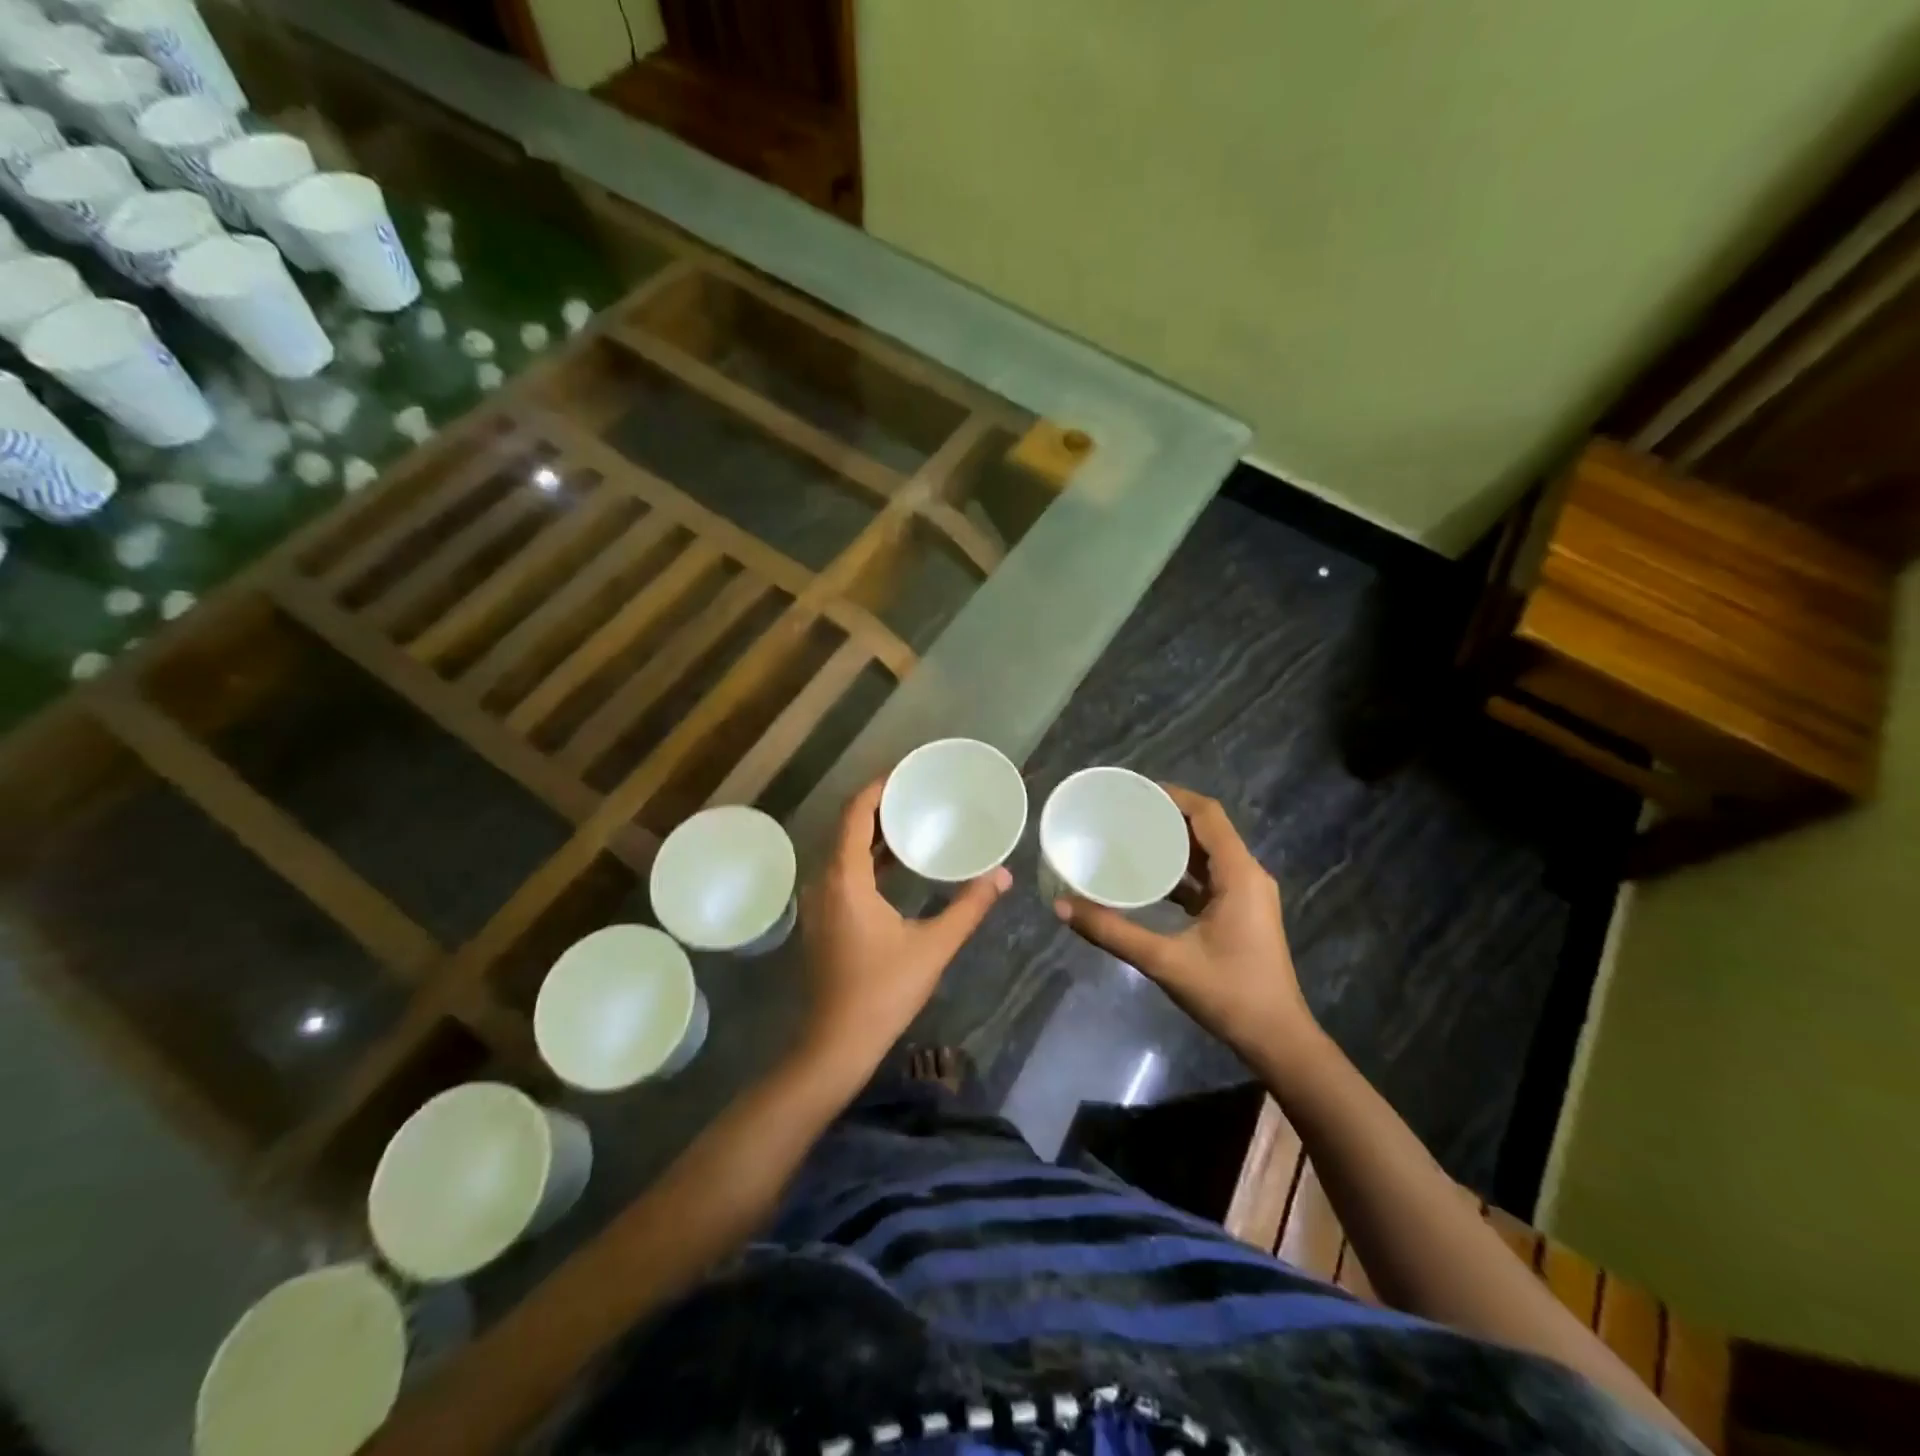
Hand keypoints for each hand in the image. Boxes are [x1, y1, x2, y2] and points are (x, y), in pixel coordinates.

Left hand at [798, 777, 1010, 1071]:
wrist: (836, 1044)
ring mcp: (820, 901)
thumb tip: (1002, 876)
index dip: (877, 788)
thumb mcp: (933, 946)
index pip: (855, 814)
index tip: (906, 773)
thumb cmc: (883, 992)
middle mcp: (825, 881)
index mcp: (845, 878)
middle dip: (879, 806)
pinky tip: (895, 862)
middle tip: (916, 792)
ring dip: (872, 832)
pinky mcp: (823, 918)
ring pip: (843, 850)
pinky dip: (866, 858)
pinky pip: (842, 871)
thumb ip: (969, 907)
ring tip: (910, 819)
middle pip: (847, 827)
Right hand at [1054, 785, 1315, 1061]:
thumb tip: (1062, 906)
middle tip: (1123, 813)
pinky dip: (1182, 870)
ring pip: (1209, 853)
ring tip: (1131, 837)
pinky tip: (1150, 878)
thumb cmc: (1228, 994)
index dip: (1173, 796)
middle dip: (1168, 817)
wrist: (1277, 1040)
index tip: (1134, 792)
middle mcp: (1248, 875)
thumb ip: (1112, 931)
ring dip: (1175, 843)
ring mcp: (1248, 894)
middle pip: (1208, 829)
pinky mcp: (1242, 912)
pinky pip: (1210, 877)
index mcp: (1239, 874)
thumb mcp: (1164, 961)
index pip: (1207, 814)